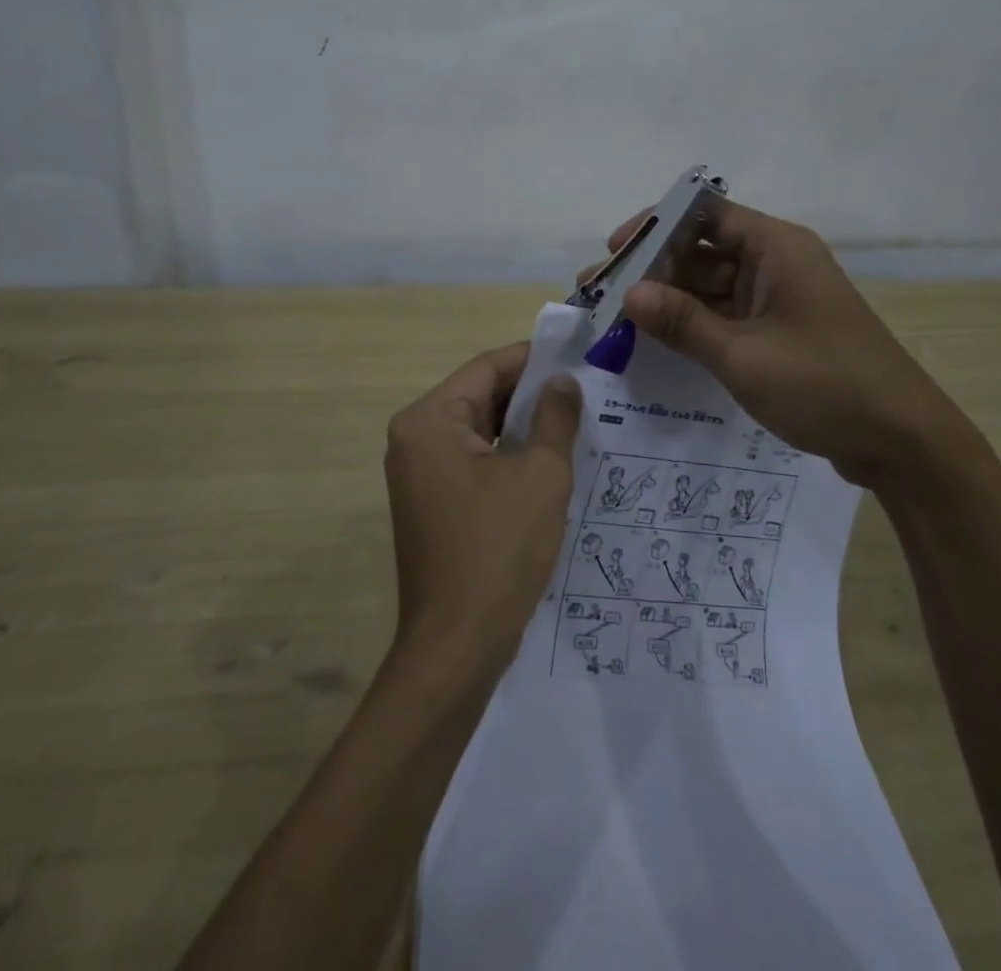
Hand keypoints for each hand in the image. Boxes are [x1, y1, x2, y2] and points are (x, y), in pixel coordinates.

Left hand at [383, 342, 581, 665]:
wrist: (457, 646)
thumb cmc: (499, 551)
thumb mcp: (540, 475)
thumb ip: (554, 418)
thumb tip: (562, 382)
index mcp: (430, 421)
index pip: (486, 368)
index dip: (533, 358)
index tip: (577, 353)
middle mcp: (415, 438)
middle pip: (479, 396)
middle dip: (530, 392)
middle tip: (585, 387)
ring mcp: (420, 473)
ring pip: (478, 429)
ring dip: (522, 424)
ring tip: (576, 417)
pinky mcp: (432, 502)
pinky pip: (473, 460)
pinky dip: (507, 454)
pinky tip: (549, 457)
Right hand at [583, 200, 990, 488]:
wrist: (901, 441)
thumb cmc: (824, 385)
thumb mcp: (743, 355)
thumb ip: (683, 322)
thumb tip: (627, 292)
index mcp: (776, 247)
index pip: (705, 214)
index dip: (656, 226)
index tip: (614, 252)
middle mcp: (776, 263)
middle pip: (703, 251)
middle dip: (651, 269)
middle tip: (599, 293)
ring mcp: (778, 299)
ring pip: (711, 287)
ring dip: (668, 301)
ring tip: (614, 319)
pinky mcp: (779, 332)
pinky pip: (725, 316)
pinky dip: (692, 325)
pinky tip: (654, 341)